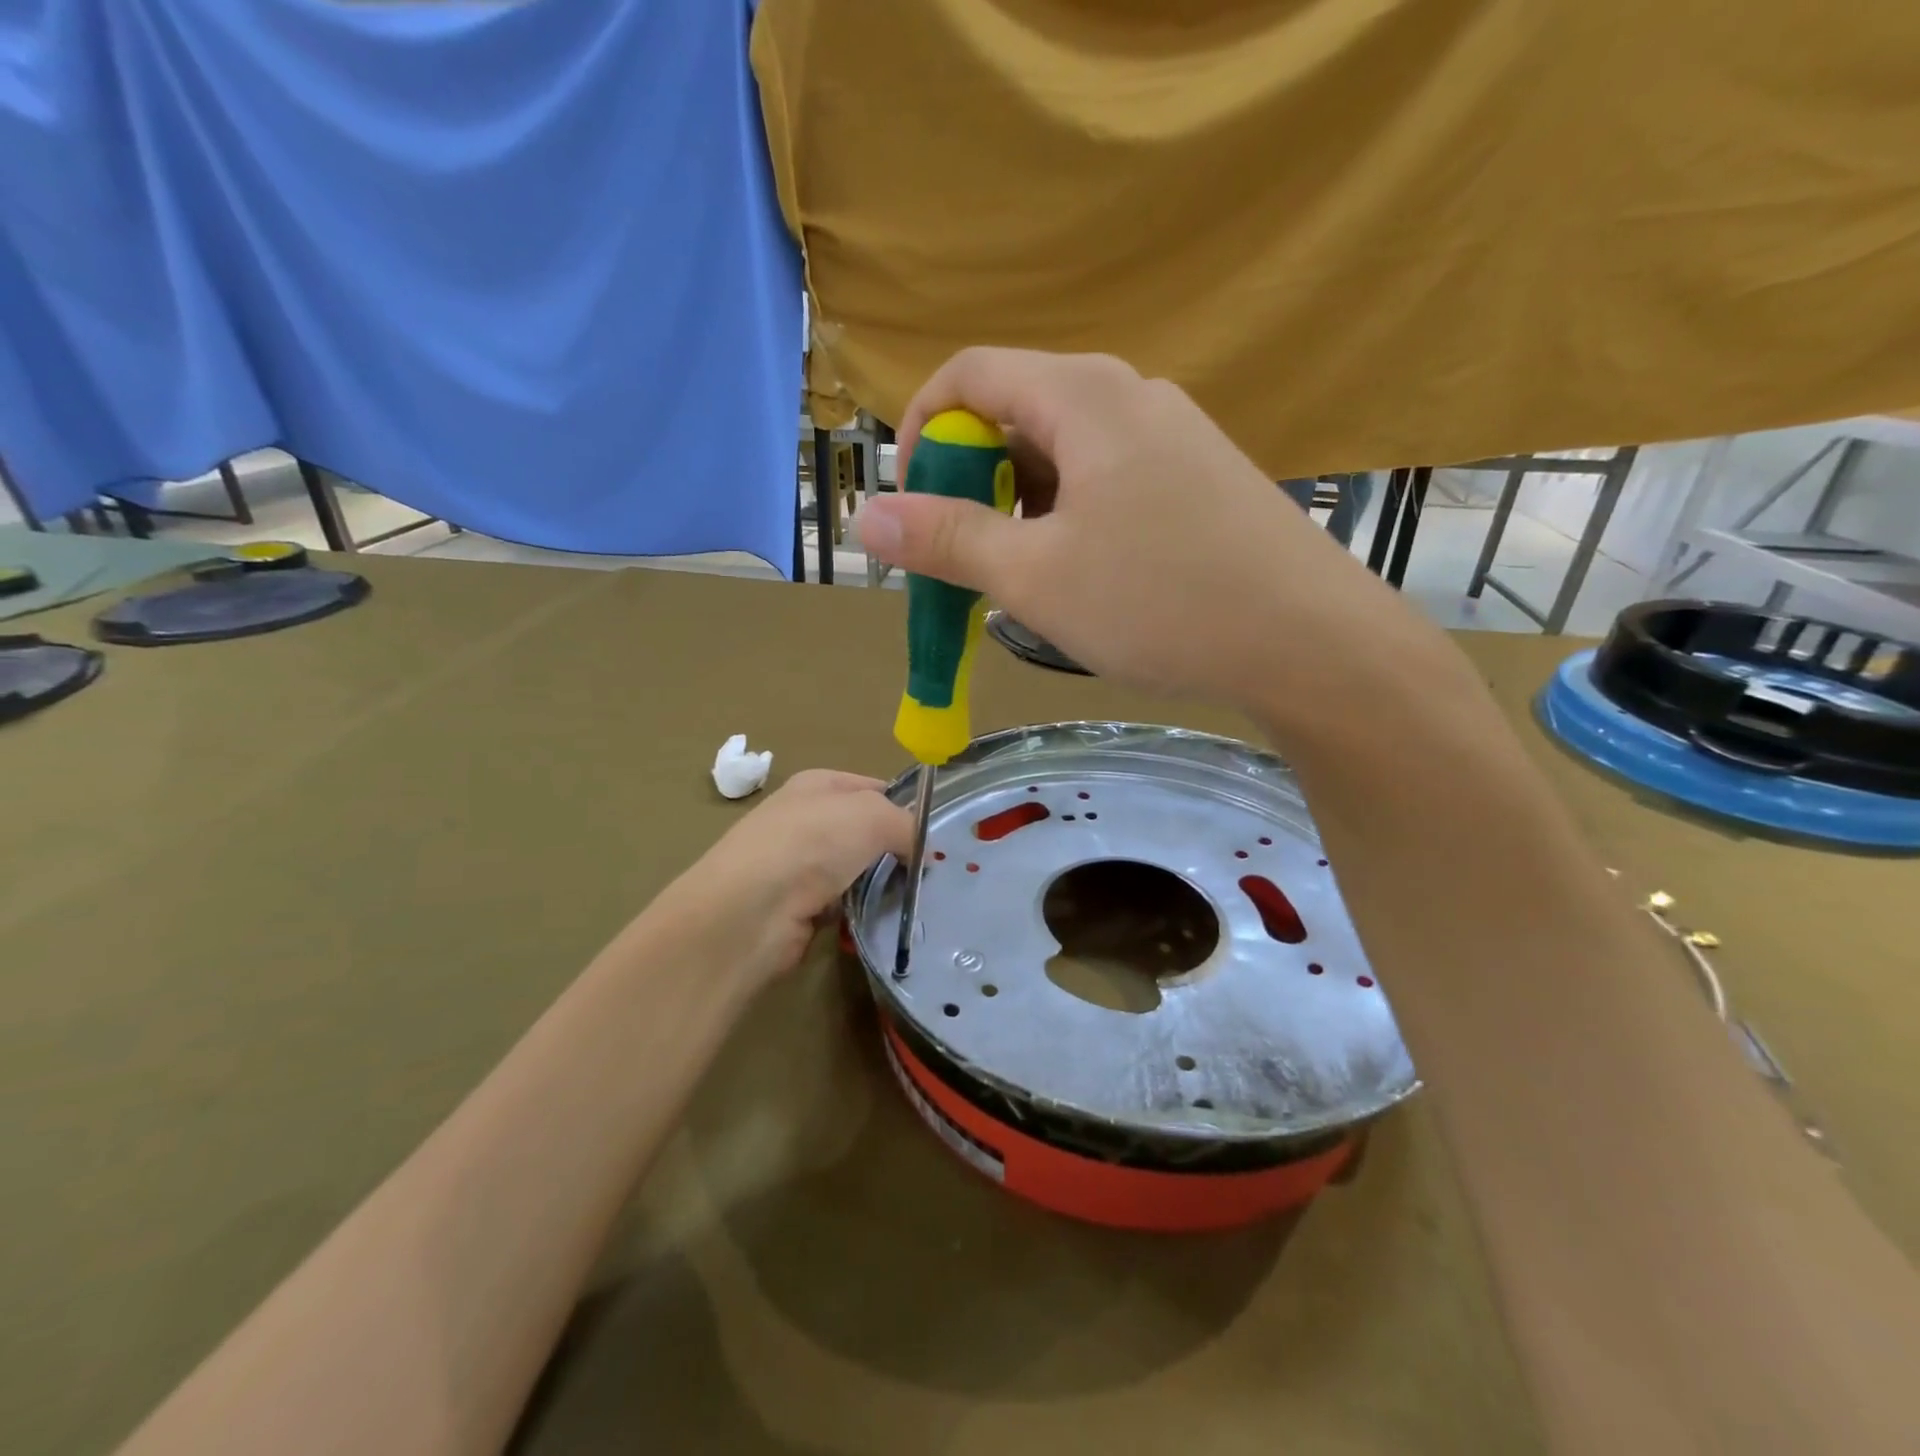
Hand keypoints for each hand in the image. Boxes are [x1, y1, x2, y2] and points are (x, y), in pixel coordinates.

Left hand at [641, 770, 912, 990]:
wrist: (750, 911)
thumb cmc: (811, 844)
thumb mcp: (872, 816)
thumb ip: (906, 824)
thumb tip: (922, 850)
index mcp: (818, 785)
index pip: (873, 788)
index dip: (904, 807)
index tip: (932, 835)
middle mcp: (806, 820)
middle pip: (866, 832)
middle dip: (896, 850)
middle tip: (928, 871)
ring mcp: (799, 865)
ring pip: (857, 870)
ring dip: (881, 884)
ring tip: (909, 898)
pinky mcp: (798, 907)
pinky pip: (845, 905)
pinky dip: (861, 912)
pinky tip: (878, 920)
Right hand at [856, 349, 1436, 717]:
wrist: (1309, 642)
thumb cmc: (1160, 601)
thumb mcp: (1034, 576)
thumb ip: (946, 539)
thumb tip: (865, 516)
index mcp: (1082, 394)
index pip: (970, 373)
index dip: (921, 433)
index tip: (910, 507)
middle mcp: (1129, 394)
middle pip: (1017, 411)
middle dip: (971, 480)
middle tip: (962, 557)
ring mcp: (1172, 434)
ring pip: (1063, 453)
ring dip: (1020, 507)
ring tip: (1021, 577)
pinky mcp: (1198, 477)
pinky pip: (1107, 479)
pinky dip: (1068, 517)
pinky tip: (1081, 576)